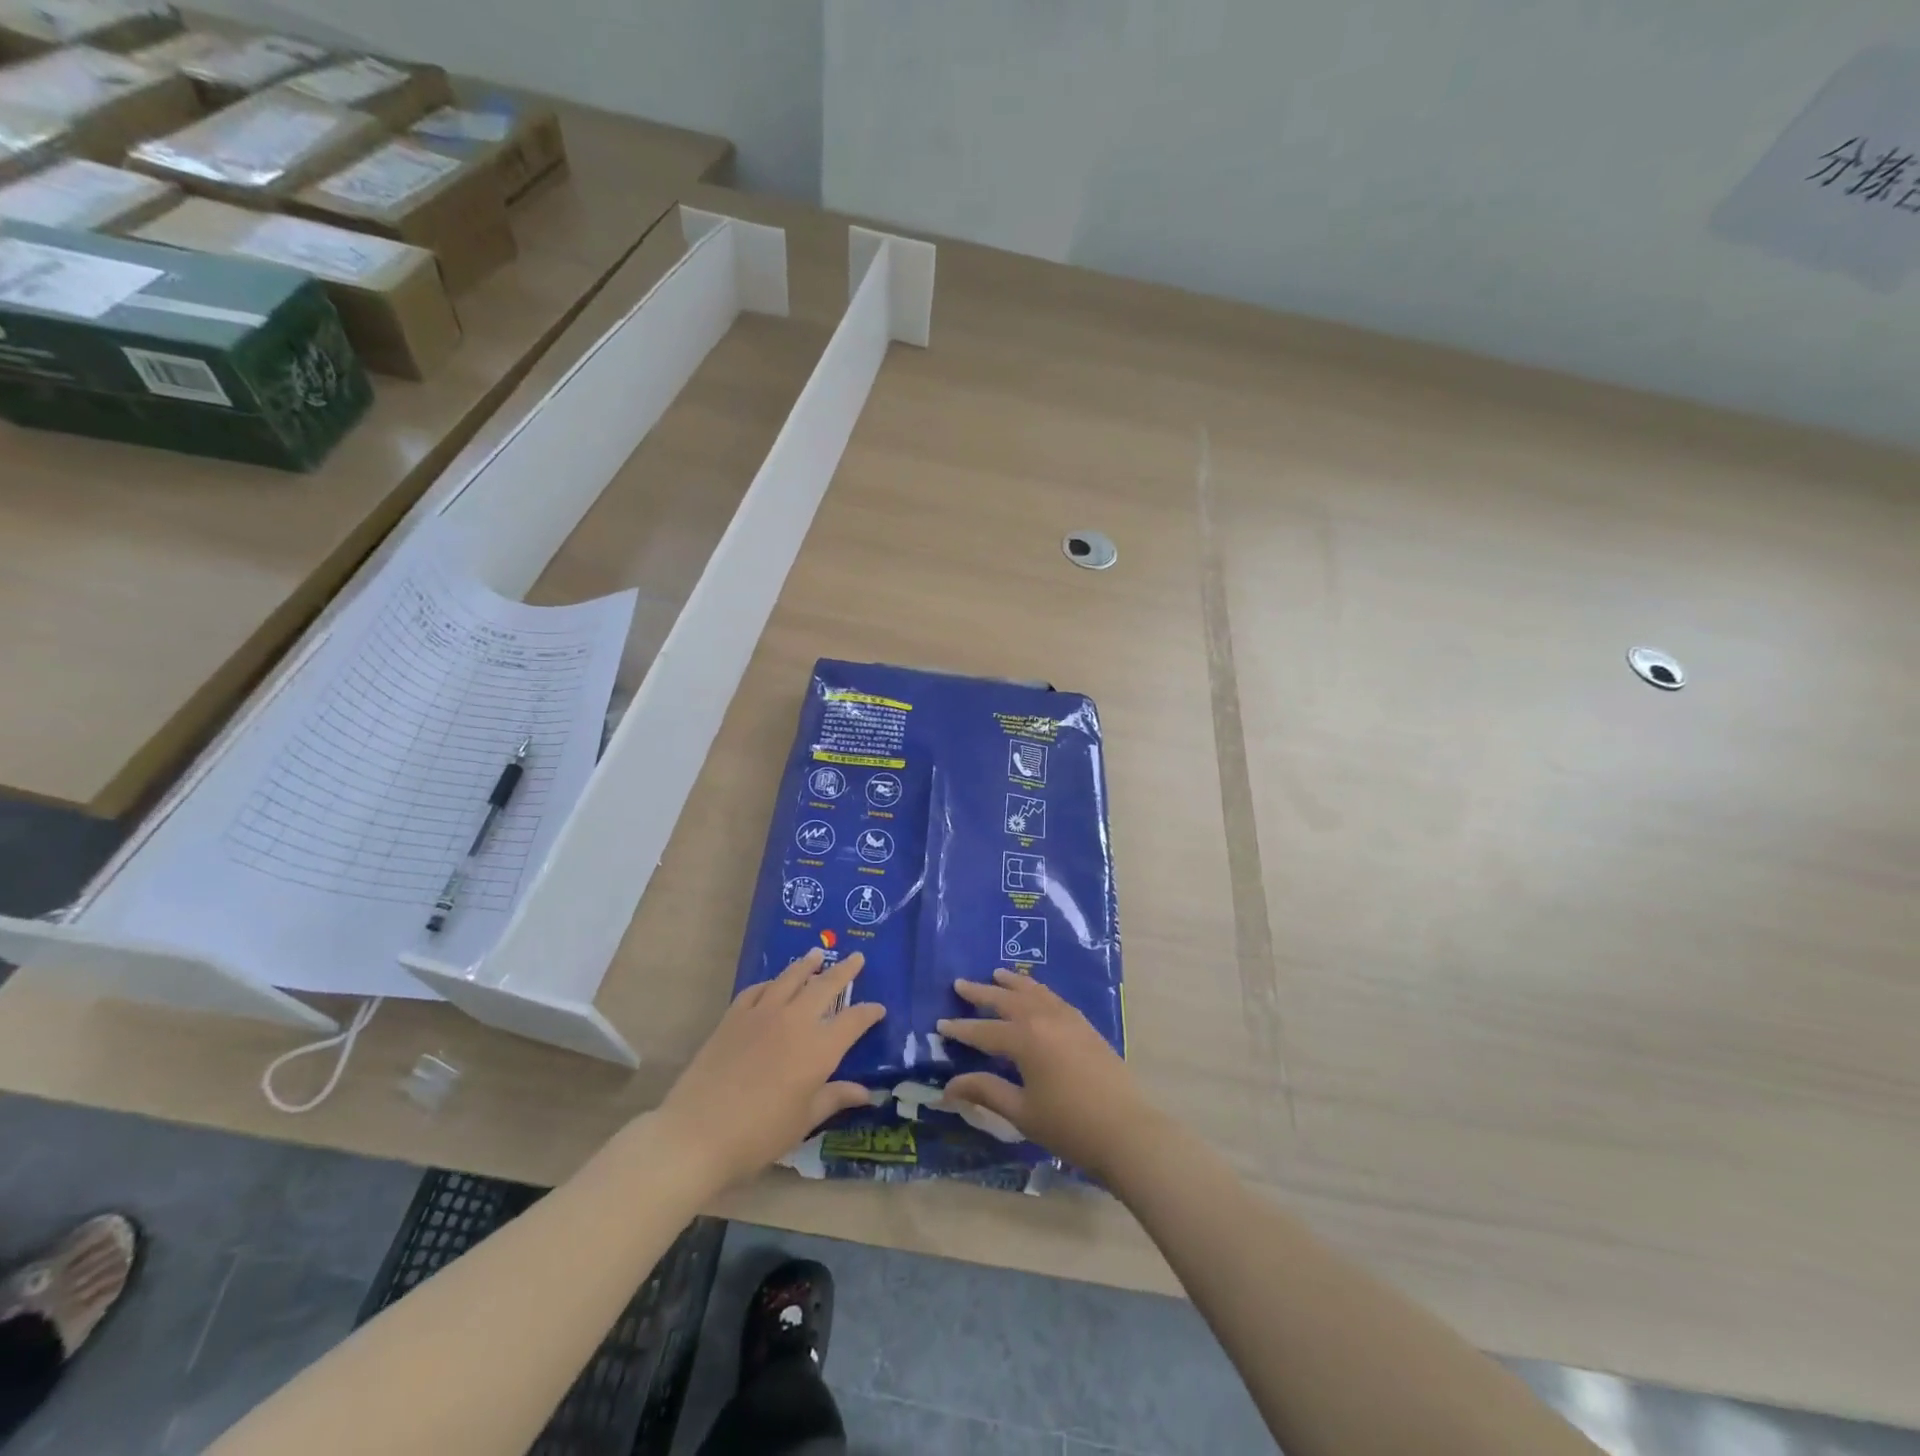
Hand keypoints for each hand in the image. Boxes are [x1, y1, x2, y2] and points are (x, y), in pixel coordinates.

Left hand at [657, 949, 884, 1190]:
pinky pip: (757, 989)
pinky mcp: (734, 1016)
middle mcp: (795, 1021)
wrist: (697, 1133)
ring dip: (807, 964)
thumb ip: (834, 1098)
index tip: (878, 1008)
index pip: (853, 1021)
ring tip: (817, 954)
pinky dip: (771, 982)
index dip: (869, 1013)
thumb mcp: (804, 1121)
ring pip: (791, 978)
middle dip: (844, 971)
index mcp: (819, 1048)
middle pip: (826, 986)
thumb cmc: (759, 1135)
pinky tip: (774, 983)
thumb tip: (866, 1093)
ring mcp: (762, 1014)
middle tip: (857, 957)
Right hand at [937, 969, 1147, 1178]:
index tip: (940, 1024)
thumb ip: (986, 1091)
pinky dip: (1037, 989)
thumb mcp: (1021, 1112)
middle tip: (960, 984)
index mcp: (1025, 1039)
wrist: (1126, 1129)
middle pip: (1006, 999)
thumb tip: (949, 1086)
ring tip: (997, 974)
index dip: (961, 1029)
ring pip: (1033, 991)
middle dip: (981, 993)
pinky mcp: (1084, 1025)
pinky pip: (1053, 997)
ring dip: (1012, 983)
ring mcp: (1068, 1018)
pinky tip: (1034, 992)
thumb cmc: (1069, 1125)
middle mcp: (1044, 1018)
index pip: (984, 1030)